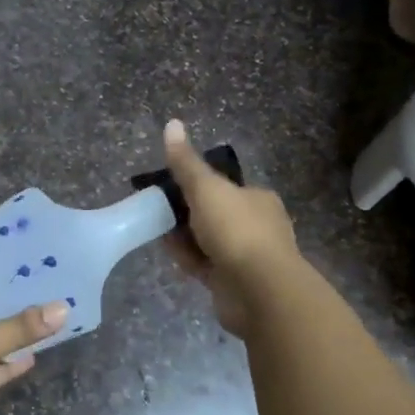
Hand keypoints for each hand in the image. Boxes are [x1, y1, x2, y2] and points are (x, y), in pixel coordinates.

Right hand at [162, 120, 299, 337]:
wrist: (259, 291)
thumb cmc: (236, 231)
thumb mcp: (206, 188)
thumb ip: (186, 162)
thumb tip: (172, 123)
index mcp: (257, 198)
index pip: (223, 186)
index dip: (195, 184)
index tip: (168, 185)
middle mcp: (256, 225)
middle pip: (213, 213)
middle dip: (186, 212)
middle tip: (157, 209)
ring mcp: (245, 256)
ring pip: (207, 240)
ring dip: (184, 236)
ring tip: (156, 229)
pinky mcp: (232, 282)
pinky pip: (204, 264)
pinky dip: (187, 258)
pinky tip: (168, 252)